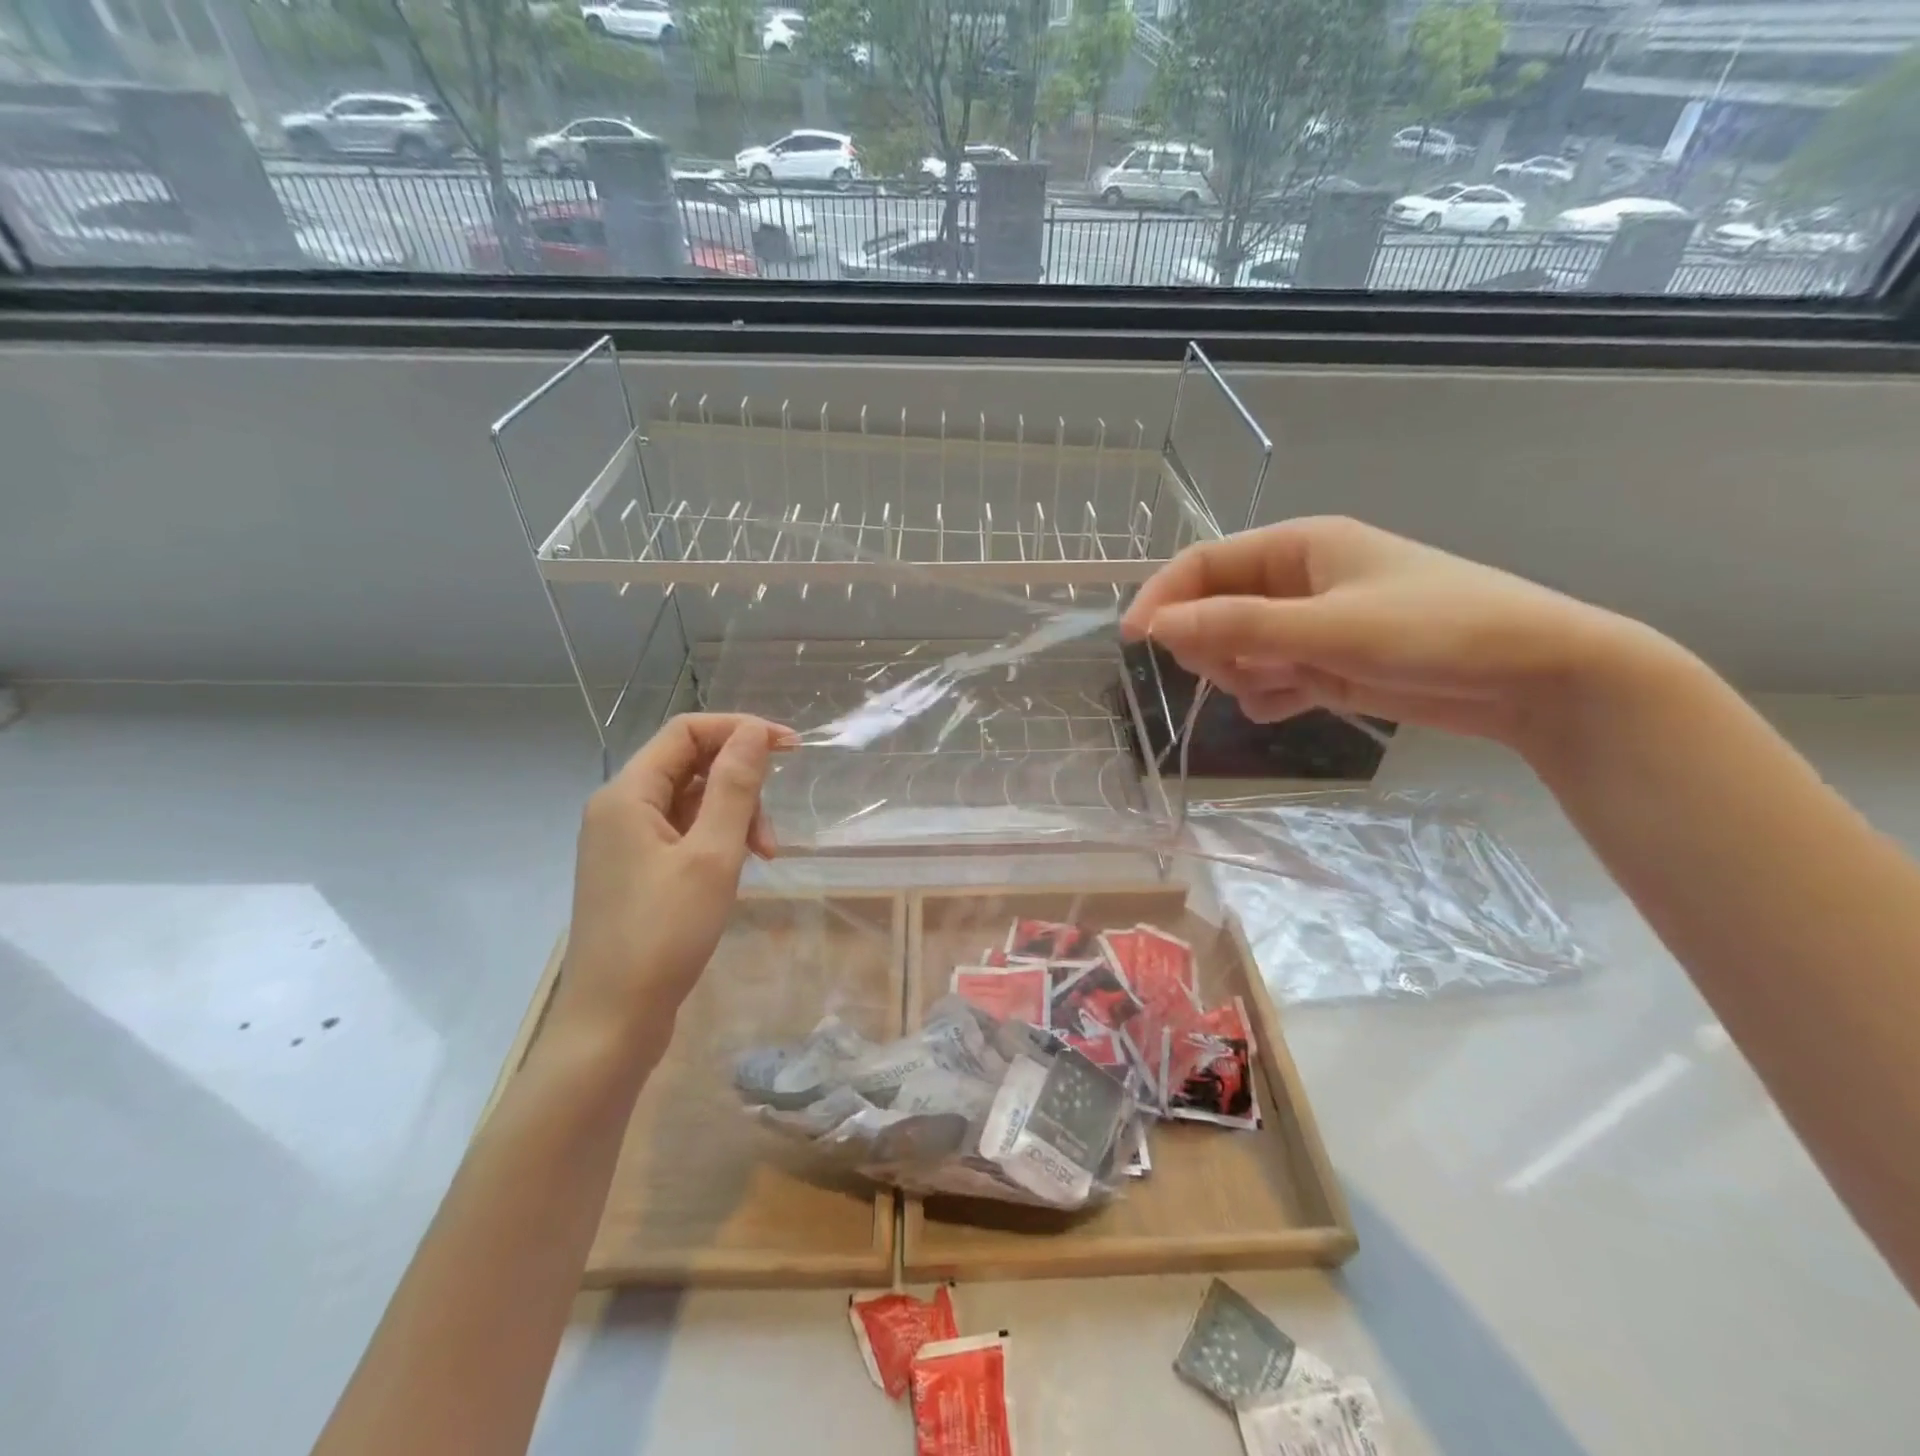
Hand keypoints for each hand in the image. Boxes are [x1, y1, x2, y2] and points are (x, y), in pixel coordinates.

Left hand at [554, 714, 795, 1050]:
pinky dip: (716, 840)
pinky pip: (682, 833)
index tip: (791, 749)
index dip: (741, 730)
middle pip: (690, 765)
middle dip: (741, 786)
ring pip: (690, 802)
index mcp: (627, 794)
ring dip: (733, 817)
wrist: (613, 1021)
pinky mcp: (635, 871)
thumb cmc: (664, 934)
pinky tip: (736, 869)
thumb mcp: (712, 854)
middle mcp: (619, 809)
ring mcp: (624, 842)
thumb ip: (734, 787)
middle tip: (771, 833)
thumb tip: (755, 733)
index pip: (687, 731)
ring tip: (761, 858)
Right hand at [1122, 516, 1654, 749]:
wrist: (1536, 676)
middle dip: (1213, 643)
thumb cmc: (1437, 632)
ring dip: (1243, 672)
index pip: (1204, 564)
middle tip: (1241, 668)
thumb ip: (1240, 625)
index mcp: (1298, 546)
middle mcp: (1299, 580)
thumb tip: (1158, 626)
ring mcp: (1312, 623)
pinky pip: (1268, 678)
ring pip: (1237, 647)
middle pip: (1214, 608)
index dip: (1164, 597)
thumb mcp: (1330, 627)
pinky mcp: (1327, 662)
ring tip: (1286, 686)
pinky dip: (1268, 695)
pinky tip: (1293, 704)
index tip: (1136, 641)